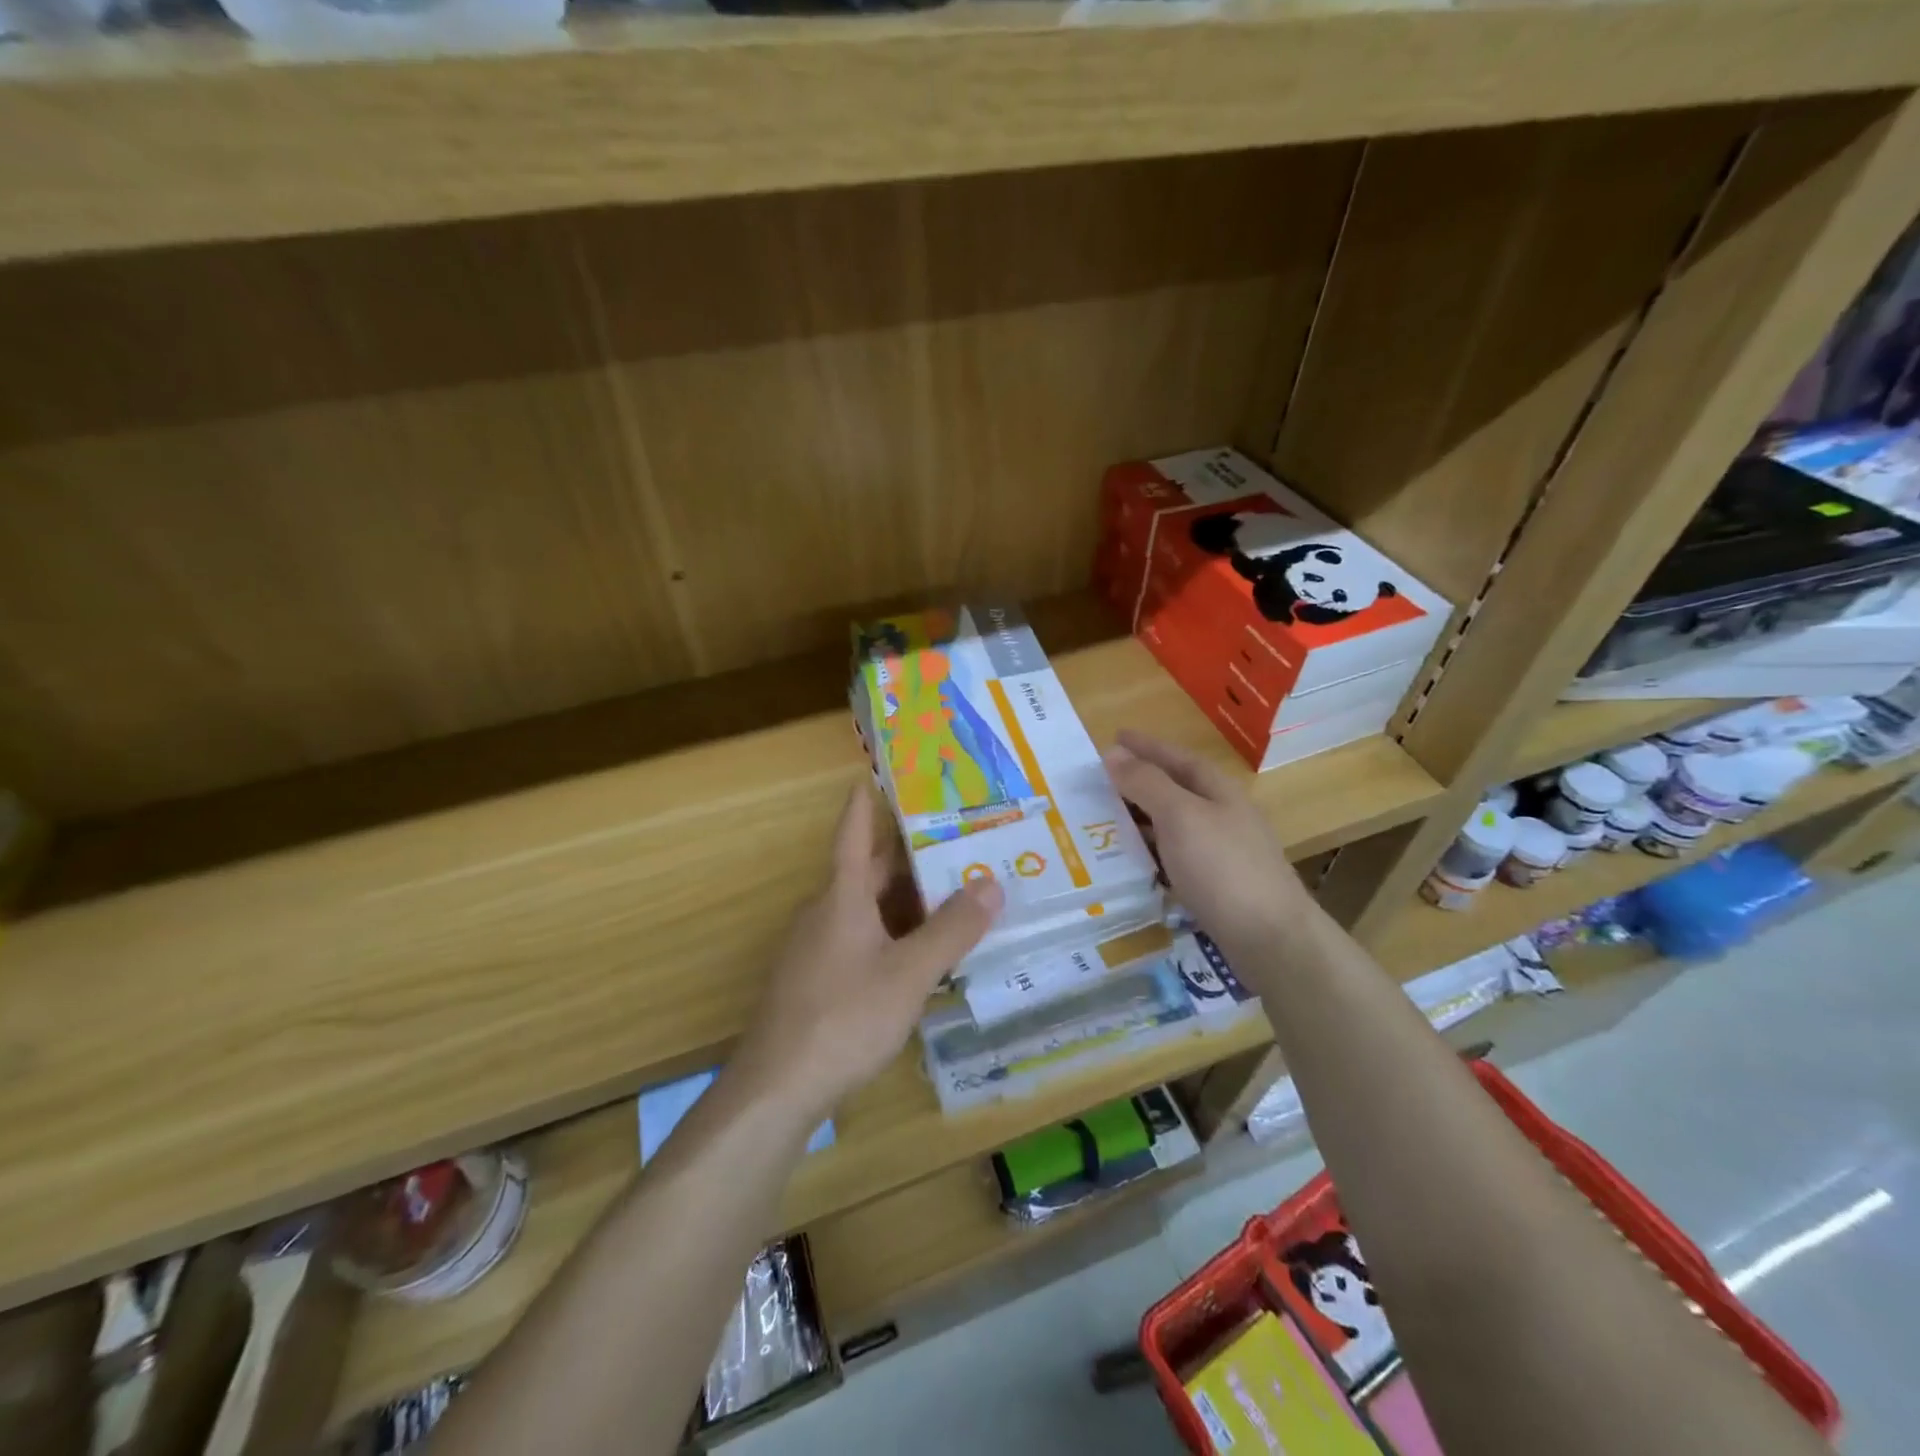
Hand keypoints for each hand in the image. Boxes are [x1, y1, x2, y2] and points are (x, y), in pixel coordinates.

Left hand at [731, 786, 1002, 1119]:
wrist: (777, 1088)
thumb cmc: (844, 1017)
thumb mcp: (909, 973)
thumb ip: (951, 930)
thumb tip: (992, 884)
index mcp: (842, 897)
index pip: (854, 835)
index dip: (864, 804)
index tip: (874, 774)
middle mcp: (824, 913)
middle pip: (867, 873)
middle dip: (907, 856)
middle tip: (952, 839)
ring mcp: (815, 949)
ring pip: (865, 910)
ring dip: (904, 900)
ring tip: (950, 894)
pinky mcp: (815, 981)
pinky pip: (859, 940)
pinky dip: (891, 934)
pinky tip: (919, 954)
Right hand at [1102, 730, 1312, 960]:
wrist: (1270, 938)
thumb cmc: (1222, 867)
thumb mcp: (1180, 816)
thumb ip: (1146, 783)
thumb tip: (1113, 754)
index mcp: (1217, 790)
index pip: (1176, 757)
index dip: (1145, 746)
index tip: (1113, 737)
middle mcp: (1221, 814)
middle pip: (1174, 789)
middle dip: (1137, 782)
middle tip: (1097, 782)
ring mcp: (1220, 851)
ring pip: (1171, 825)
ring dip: (1139, 819)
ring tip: (1103, 820)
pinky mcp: (1215, 884)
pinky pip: (1173, 856)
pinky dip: (1149, 852)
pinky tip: (1129, 862)